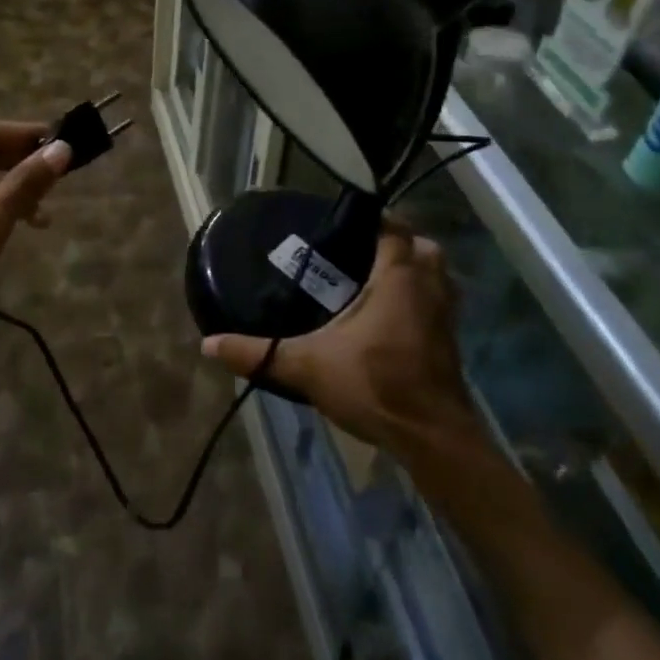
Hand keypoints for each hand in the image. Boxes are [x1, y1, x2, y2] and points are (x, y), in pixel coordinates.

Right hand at [201, 224, 479, 459]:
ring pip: (437, 275)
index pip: (393, 229)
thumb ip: (258, 353)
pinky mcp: (450, 341)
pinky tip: (389, 317)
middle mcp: (429, 288)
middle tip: (358, 251)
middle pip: (422, 247)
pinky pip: (438, 303)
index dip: (371, 219)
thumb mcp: (307, 367)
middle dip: (396, 242)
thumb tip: (208, 344)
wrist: (432, 439)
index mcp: (399, 279)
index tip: (341, 223)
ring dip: (413, 271)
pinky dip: (420, 299)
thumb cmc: (375, 386)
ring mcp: (446, 316)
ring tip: (373, 279)